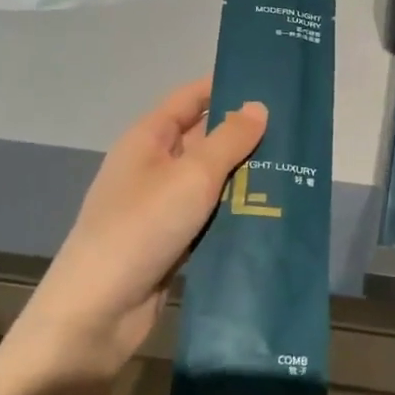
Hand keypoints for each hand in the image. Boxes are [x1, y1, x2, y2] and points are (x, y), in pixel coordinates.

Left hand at [11, 77, 266, 378]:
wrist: (97, 312)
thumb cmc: (142, 228)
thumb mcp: (192, 175)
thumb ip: (229, 140)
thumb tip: (258, 106)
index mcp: (148, 139)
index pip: (191, 99)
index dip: (225, 87)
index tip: (270, 82)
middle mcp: (153, 167)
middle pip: (204, 139)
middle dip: (245, 135)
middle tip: (296, 130)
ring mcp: (161, 206)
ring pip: (211, 181)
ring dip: (246, 177)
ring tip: (296, 168)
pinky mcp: (171, 241)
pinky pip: (210, 216)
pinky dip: (236, 212)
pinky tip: (273, 211)